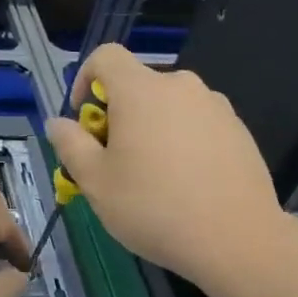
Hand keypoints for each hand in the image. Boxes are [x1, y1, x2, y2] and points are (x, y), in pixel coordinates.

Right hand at [47, 43, 279, 284]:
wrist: (238, 240)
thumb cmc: (154, 207)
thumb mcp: (95, 182)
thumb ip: (70, 144)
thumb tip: (58, 123)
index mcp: (141, 89)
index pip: (105, 56)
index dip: (86, 78)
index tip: (84, 117)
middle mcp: (180, 86)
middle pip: (138, 85)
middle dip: (119, 113)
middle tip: (115, 159)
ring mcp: (215, 106)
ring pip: (169, 106)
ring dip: (153, 127)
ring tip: (154, 176)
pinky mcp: (239, 130)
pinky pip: (198, 123)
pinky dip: (184, 141)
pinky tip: (187, 183)